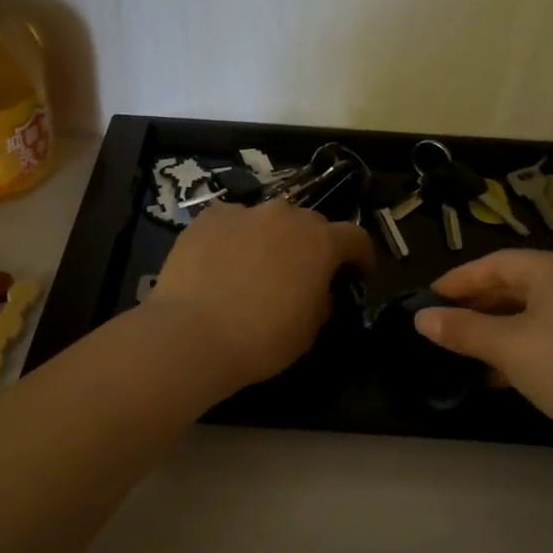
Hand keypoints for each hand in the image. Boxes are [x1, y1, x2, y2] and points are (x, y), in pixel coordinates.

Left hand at [148, 200, 373, 390]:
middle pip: (310, 223)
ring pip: (268, 219)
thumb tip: (319, 291)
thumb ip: (322, 302)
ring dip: (271, 238)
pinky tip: (221, 261)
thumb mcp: (308, 331)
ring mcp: (244, 213)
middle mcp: (285, 216)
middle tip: (302, 272)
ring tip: (257, 265)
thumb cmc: (261, 339)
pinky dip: (234, 237)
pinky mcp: (208, 218)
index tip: (358, 274)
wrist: (191, 334)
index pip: (355, 238)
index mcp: (320, 242)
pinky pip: (231, 222)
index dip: (361, 256)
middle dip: (313, 245)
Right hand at [414, 250, 552, 440]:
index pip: (495, 263)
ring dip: (499, 330)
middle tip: (444, 326)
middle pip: (516, 285)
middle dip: (477, 306)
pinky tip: (507, 373)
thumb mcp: (507, 347)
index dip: (457, 280)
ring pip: (535, 313)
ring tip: (468, 352)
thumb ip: (461, 330)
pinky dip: (525, 346)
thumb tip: (420, 318)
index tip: (427, 299)